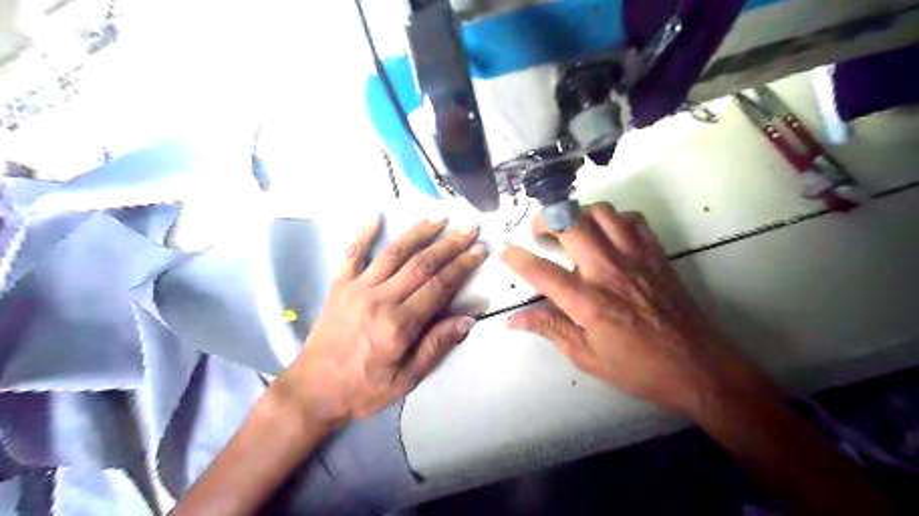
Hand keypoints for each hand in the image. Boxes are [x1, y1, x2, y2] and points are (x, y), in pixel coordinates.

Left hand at [274, 214, 483, 426]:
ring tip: (439, 215)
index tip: (479, 250)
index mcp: (399, 325)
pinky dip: (363, 234)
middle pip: (421, 265)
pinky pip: (352, 254)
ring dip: (418, 232)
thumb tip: (466, 320)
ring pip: (393, 253)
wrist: (312, 390)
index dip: (462, 266)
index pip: (438, 287)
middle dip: (449, 243)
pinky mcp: (338, 286)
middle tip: (469, 226)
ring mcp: (356, 289)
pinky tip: (376, 216)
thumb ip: (435, 346)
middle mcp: (380, 300)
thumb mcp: (405, 380)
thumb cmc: (363, 389)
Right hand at [499, 204, 777, 417]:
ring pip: (601, 213)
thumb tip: (512, 320)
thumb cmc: (638, 368)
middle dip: (545, 220)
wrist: (698, 366)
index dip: (517, 259)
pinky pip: (632, 220)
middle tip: (538, 230)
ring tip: (571, 229)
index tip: (505, 253)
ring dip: (579, 215)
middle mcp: (609, 272)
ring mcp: (635, 258)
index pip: (542, 272)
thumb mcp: (587, 357)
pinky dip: (614, 219)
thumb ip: (550, 329)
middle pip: (570, 225)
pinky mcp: (655, 254)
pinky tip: (608, 235)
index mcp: (589, 303)